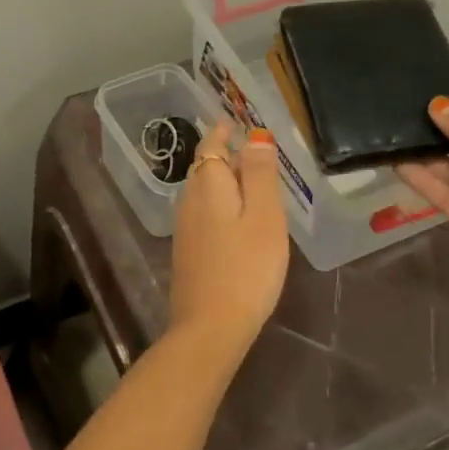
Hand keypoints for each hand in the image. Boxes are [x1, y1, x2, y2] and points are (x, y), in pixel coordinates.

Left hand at [168, 121, 289, 345]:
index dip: (224, 132)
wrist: (210, 326)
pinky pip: (204, 214)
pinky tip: (238, 221)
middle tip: (255, 153)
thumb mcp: (264, 215)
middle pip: (205, 167)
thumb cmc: (246, 267)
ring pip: (204, 192)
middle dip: (226, 155)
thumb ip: (259, 173)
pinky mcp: (188, 251)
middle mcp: (189, 199)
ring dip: (224, 182)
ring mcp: (185, 227)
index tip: (237, 123)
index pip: (211, 145)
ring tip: (252, 184)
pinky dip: (220, 206)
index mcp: (208, 184)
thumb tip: (256, 135)